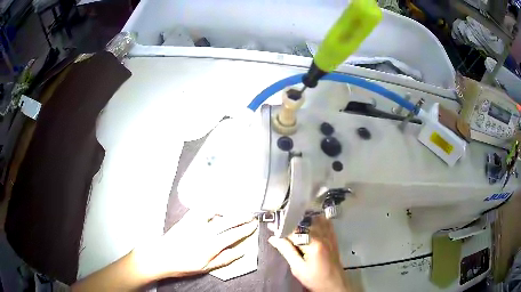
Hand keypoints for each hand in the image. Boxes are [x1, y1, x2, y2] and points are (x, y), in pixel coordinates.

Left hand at [133, 211, 257, 279]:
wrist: (162, 257)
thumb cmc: (184, 265)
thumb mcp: (206, 267)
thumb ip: (225, 259)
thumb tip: (241, 251)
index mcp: (212, 245)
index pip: (234, 235)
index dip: (246, 229)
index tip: (253, 225)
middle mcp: (205, 231)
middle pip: (228, 220)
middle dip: (242, 217)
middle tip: (250, 215)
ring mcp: (195, 223)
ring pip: (215, 211)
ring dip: (227, 209)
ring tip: (235, 210)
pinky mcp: (186, 219)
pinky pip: (201, 209)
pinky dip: (210, 207)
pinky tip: (215, 209)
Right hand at [268, 215, 349, 291]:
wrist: (334, 284)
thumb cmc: (315, 278)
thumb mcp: (297, 268)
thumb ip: (286, 251)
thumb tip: (274, 238)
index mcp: (313, 244)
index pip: (294, 230)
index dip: (281, 228)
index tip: (272, 226)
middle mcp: (323, 236)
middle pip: (305, 222)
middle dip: (291, 222)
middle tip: (279, 226)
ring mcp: (330, 235)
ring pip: (315, 219)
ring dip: (303, 219)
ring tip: (292, 225)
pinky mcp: (333, 237)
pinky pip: (325, 222)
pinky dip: (316, 220)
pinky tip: (309, 224)